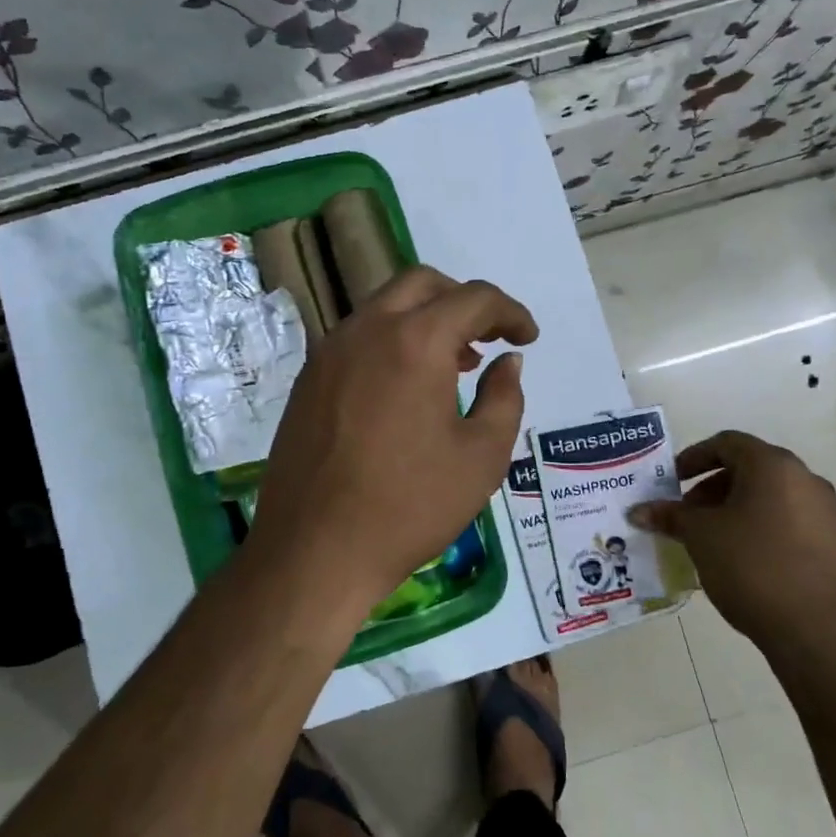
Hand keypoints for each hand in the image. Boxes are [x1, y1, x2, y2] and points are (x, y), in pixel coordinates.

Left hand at [247, 266, 537, 614]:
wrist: (315, 551)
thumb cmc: (410, 506)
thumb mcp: (482, 457)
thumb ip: (504, 398)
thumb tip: (507, 361)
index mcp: (415, 341)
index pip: (473, 299)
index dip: (510, 312)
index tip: (527, 338)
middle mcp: (367, 330)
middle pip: (422, 285)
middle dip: (463, 301)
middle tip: (487, 339)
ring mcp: (329, 353)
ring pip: (385, 308)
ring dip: (425, 320)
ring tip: (452, 366)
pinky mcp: (308, 380)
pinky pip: (358, 339)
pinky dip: (392, 342)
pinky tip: (406, 389)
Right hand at [630, 431, 835, 663]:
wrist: (816, 632)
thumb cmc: (752, 567)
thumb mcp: (700, 537)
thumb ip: (670, 516)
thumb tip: (638, 511)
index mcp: (773, 466)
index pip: (727, 443)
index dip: (693, 458)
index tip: (671, 482)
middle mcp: (805, 479)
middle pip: (749, 468)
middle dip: (711, 487)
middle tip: (687, 514)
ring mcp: (826, 512)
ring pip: (770, 496)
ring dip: (735, 508)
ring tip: (711, 539)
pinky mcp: (835, 543)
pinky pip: (788, 521)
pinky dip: (760, 527)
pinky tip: (742, 560)